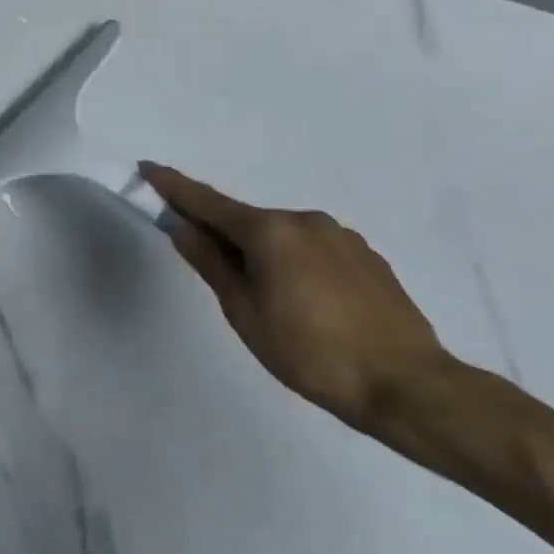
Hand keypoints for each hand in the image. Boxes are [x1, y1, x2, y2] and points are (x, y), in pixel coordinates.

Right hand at [138, 163, 452, 432]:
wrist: (407, 385)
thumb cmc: (309, 351)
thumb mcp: (244, 311)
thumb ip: (211, 264)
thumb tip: (182, 229)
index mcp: (269, 231)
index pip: (207, 202)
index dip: (173, 186)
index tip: (146, 168)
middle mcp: (305, 220)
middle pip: (247, 221)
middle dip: (224, 236)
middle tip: (216, 272)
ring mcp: (341, 237)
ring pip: (283, 237)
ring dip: (263, 253)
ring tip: (270, 302)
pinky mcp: (368, 257)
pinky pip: (314, 250)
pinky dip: (296, 263)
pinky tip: (307, 303)